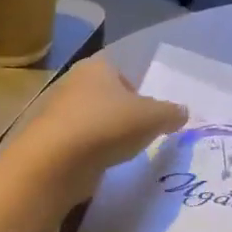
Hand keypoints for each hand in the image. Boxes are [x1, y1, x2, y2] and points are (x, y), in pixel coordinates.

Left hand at [11, 55, 188, 204]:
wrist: (56, 162)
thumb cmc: (108, 126)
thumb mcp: (153, 117)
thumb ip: (171, 113)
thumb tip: (182, 112)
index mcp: (96, 67)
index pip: (122, 72)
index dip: (138, 92)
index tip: (148, 115)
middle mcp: (73, 83)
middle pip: (106, 97)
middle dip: (122, 114)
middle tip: (139, 134)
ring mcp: (56, 112)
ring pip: (91, 120)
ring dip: (105, 134)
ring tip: (120, 153)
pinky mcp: (48, 141)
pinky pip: (78, 143)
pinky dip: (90, 152)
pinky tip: (100, 165)